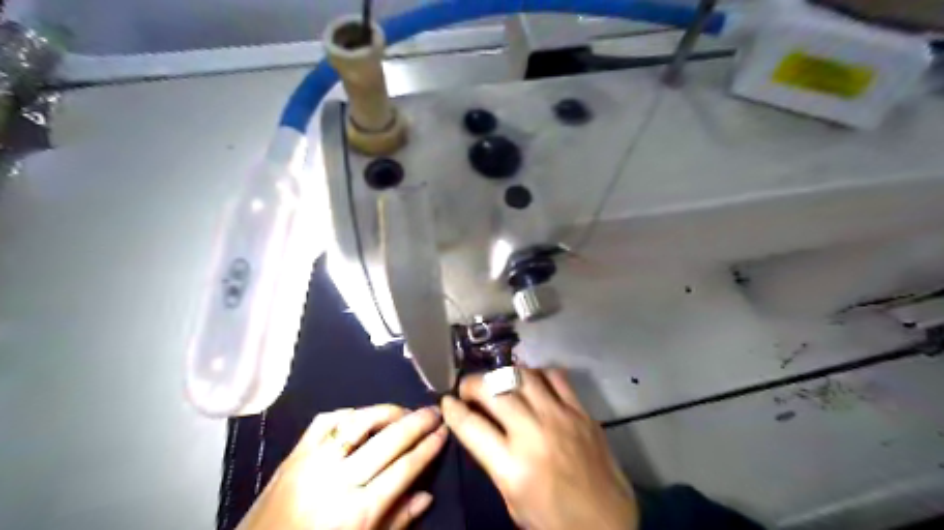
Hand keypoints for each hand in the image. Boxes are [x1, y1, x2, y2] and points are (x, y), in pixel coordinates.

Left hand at [239, 404, 449, 526]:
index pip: (404, 468)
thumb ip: (396, 522)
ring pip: (357, 423)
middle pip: (386, 441)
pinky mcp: (292, 455)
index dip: (428, 447)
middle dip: (416, 423)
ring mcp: (311, 463)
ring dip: (386, 412)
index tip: (444, 430)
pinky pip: (324, 422)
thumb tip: (426, 494)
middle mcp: (335, 481)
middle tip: (433, 412)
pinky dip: (348, 414)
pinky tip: (363, 417)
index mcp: (355, 512)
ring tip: (404, 411)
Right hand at [444, 368, 642, 529]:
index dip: (452, 409)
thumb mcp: (512, 499)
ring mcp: (560, 417)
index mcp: (512, 466)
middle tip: (468, 389)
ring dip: (502, 375)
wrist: (608, 524)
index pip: (470, 425)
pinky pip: (555, 376)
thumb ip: (494, 460)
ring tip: (498, 382)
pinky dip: (538, 373)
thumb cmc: (553, 519)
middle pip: (493, 391)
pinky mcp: (581, 411)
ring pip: (522, 376)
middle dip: (472, 385)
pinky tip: (532, 381)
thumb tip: (479, 425)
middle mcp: (533, 434)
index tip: (446, 402)